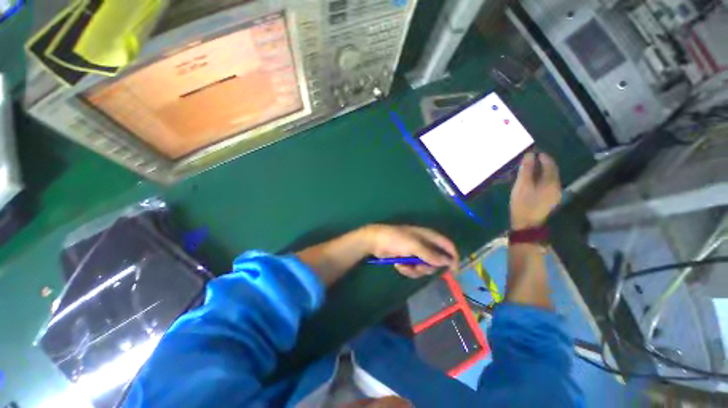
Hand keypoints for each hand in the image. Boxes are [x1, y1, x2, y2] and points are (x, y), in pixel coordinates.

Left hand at [364, 224, 458, 277]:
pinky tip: (398, 264)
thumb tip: (447, 261)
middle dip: (427, 267)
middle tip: (419, 266)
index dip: (453, 257)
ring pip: (424, 267)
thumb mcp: (414, 245)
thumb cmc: (396, 239)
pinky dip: (406, 269)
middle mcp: (424, 244)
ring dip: (415, 269)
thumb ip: (431, 254)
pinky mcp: (407, 259)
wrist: (376, 242)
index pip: (447, 245)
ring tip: (405, 264)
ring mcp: (415, 252)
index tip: (454, 271)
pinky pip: (413, 269)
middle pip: (436, 260)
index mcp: (428, 236)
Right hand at [510, 152, 561, 229]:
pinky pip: (547, 185)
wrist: (526, 225)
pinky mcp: (549, 201)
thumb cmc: (523, 204)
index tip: (535, 152)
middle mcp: (557, 187)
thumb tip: (529, 155)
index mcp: (551, 183)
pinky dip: (541, 179)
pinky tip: (533, 181)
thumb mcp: (522, 186)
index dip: (544, 157)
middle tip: (531, 160)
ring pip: (550, 179)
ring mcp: (554, 195)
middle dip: (543, 164)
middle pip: (552, 172)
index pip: (550, 165)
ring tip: (530, 169)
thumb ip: (526, 170)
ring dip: (542, 172)